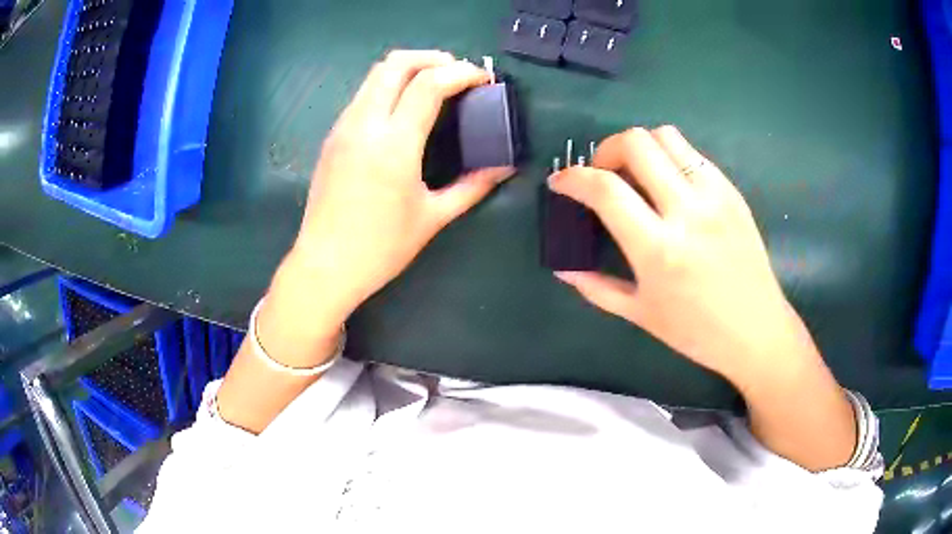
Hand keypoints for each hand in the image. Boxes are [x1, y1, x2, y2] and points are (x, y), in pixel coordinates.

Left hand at [259, 50, 513, 364]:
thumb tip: (504, 169)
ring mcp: (343, 127)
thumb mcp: (432, 217)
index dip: (461, 73)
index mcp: (394, 143)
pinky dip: (388, 86)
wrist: (325, 266)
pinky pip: (363, 95)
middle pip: (395, 64)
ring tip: (433, 84)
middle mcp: (365, 124)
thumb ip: (472, 187)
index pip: (429, 83)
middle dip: (431, 58)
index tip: (483, 79)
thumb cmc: (380, 248)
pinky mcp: (332, 137)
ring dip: (407, 69)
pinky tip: (402, 109)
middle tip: (456, 72)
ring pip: (374, 75)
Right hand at [549, 126, 819, 388]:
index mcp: (658, 249)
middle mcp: (687, 211)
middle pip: (636, 144)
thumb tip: (563, 268)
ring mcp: (714, 196)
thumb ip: (596, 287)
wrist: (757, 331)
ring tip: (635, 173)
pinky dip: (670, 157)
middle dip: (605, 150)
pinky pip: (693, 154)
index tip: (560, 181)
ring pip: (666, 136)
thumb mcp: (640, 314)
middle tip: (602, 174)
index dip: (573, 178)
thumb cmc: (697, 332)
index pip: (606, 190)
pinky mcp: (732, 192)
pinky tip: (669, 184)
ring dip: (640, 146)